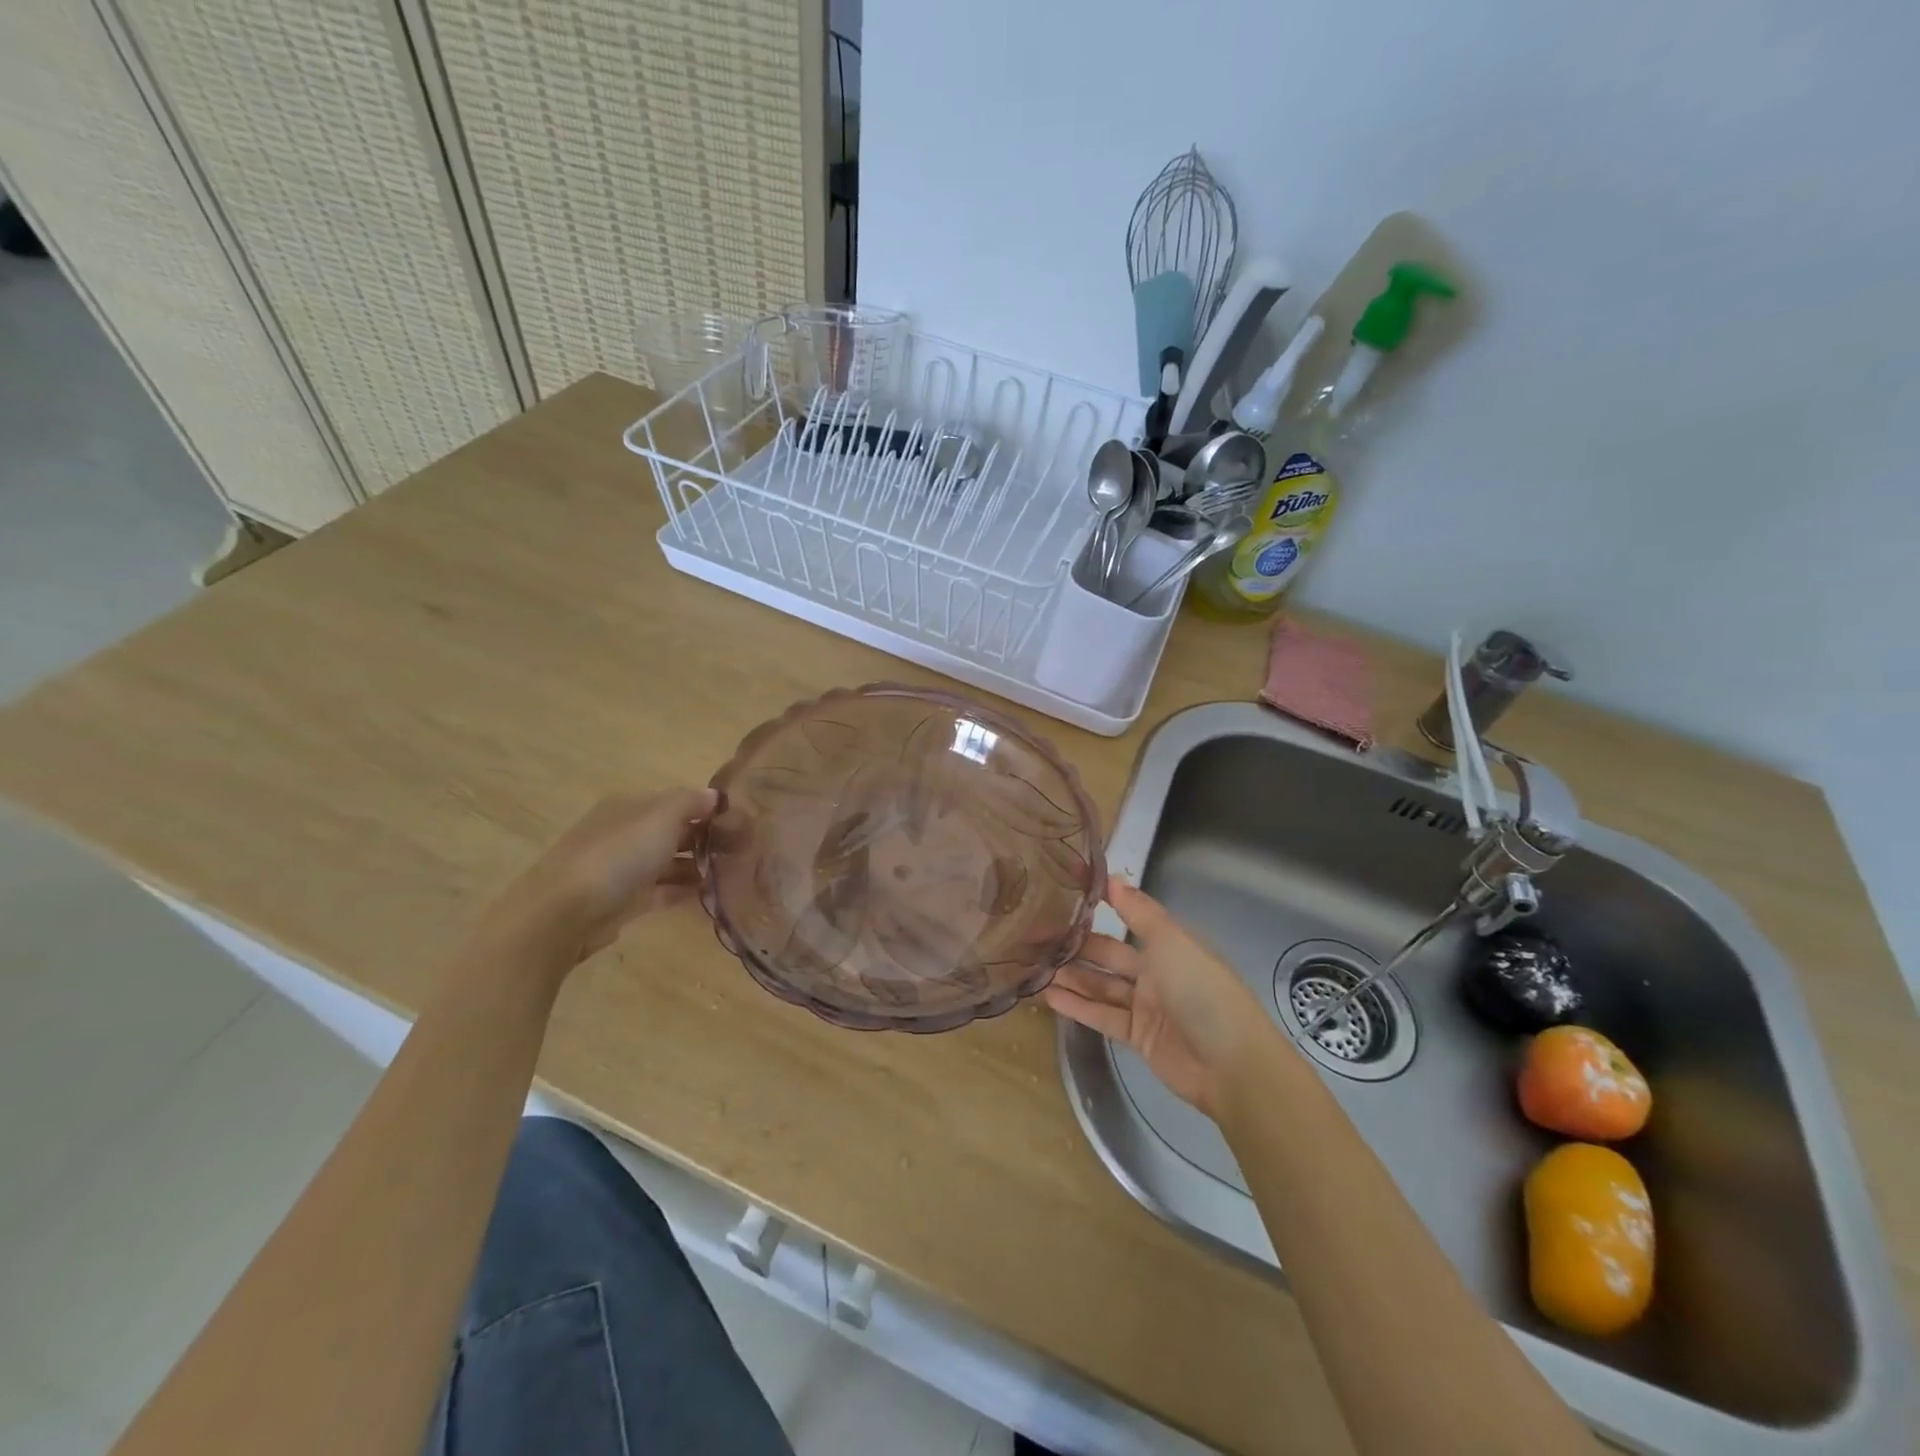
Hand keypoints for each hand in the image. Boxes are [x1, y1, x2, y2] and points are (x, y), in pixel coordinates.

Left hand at [480, 787, 717, 970]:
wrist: (565, 912)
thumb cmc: (618, 855)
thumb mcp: (661, 816)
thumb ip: (690, 802)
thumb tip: (714, 796)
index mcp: (629, 806)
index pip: (675, 801)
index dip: (706, 808)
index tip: (739, 822)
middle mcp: (624, 833)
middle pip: (671, 831)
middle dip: (703, 838)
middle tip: (742, 850)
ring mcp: (621, 869)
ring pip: (667, 862)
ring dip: (695, 866)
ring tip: (732, 874)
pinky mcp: (622, 901)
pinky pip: (660, 891)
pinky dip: (682, 891)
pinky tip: (709, 895)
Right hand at [1044, 881, 1280, 1119]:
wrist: (1231, 1064)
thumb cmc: (1202, 990)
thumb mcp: (1171, 941)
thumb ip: (1139, 911)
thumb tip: (1112, 876)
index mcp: (1169, 943)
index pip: (1128, 919)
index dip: (1099, 907)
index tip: (1062, 897)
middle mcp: (1156, 971)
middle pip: (1109, 954)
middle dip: (1076, 945)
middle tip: (1035, 936)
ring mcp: (1146, 1006)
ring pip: (1101, 985)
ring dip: (1071, 976)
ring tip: (1034, 966)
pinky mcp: (1138, 1036)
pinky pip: (1102, 1016)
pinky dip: (1077, 1006)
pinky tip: (1049, 996)